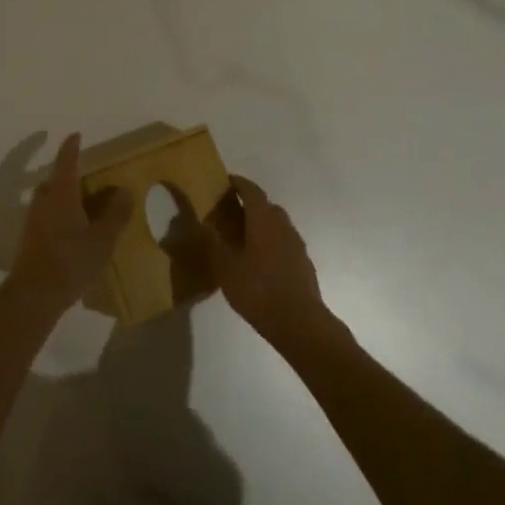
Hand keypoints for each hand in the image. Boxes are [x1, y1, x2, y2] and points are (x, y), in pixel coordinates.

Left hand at [6, 134, 134, 317]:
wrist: (33, 296)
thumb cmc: (70, 261)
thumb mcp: (102, 239)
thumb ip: (116, 214)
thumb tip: (125, 191)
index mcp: (61, 194)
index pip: (66, 162)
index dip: (71, 147)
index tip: (76, 135)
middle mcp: (43, 202)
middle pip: (55, 181)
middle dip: (68, 176)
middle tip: (87, 179)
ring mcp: (33, 221)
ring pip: (49, 200)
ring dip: (63, 197)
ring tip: (84, 206)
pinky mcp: (30, 239)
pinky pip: (46, 217)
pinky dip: (59, 215)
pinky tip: (73, 231)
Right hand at [200, 175, 332, 348]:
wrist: (300, 322)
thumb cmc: (258, 290)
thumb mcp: (226, 268)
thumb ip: (213, 243)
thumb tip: (202, 224)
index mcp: (263, 219)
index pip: (251, 190)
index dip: (238, 183)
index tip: (225, 181)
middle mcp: (282, 225)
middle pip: (266, 206)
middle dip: (249, 204)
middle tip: (229, 212)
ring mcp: (296, 244)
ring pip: (277, 224)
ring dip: (261, 224)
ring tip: (243, 238)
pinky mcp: (303, 263)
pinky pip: (284, 242)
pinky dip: (271, 242)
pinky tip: (260, 261)